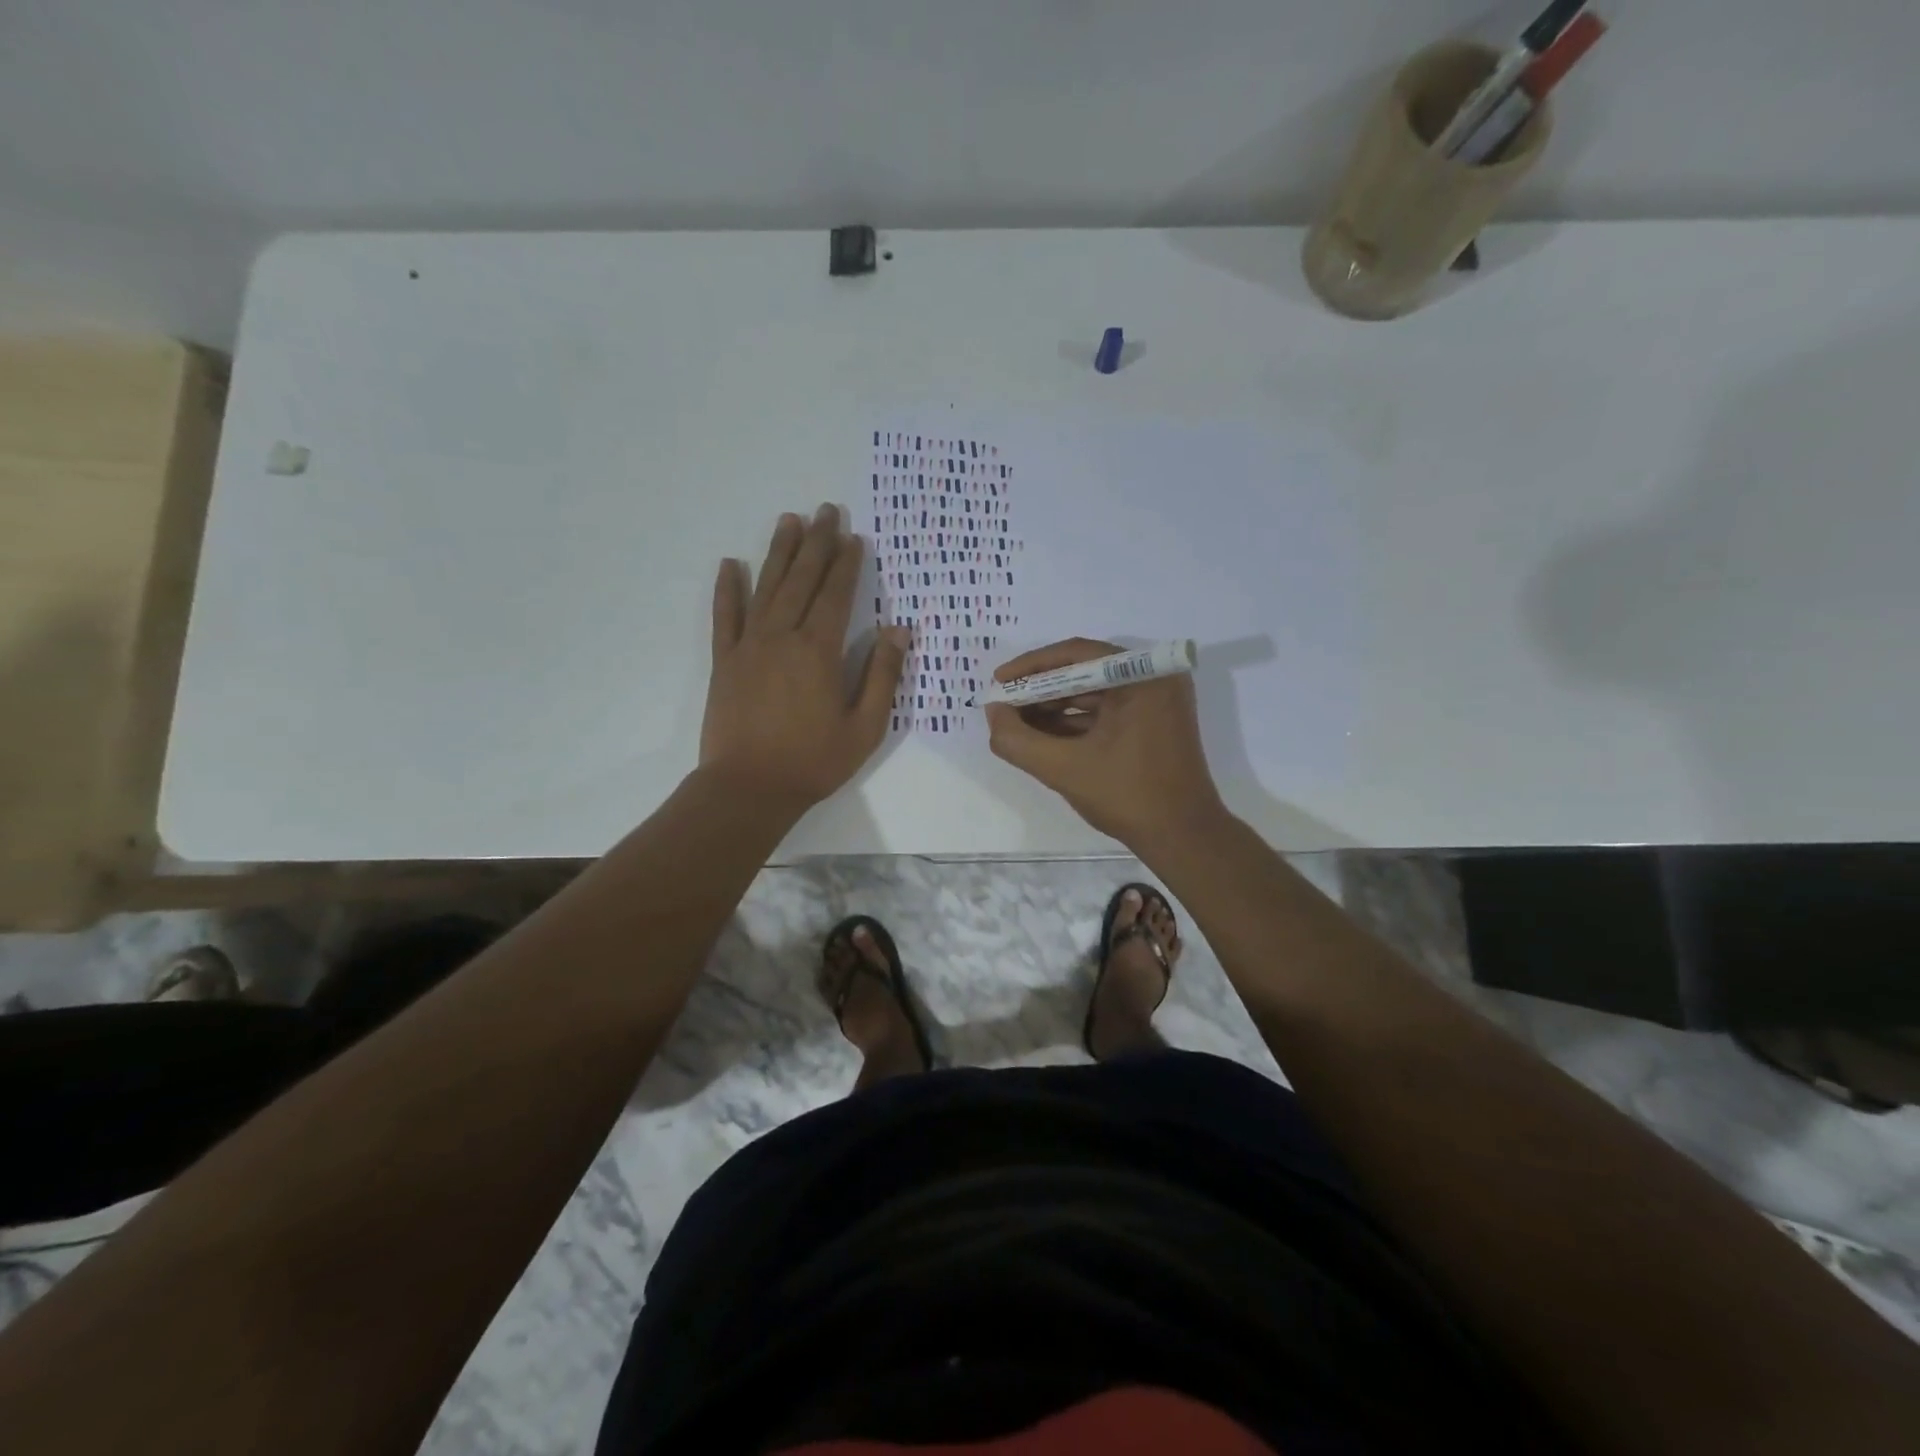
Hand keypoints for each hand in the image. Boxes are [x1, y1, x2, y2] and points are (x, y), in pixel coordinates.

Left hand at [701, 504, 910, 806]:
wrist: (748, 789)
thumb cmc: (813, 762)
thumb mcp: (865, 727)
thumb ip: (882, 676)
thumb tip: (899, 631)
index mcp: (818, 651)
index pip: (835, 595)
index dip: (846, 564)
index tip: (853, 536)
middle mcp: (782, 637)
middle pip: (801, 580)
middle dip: (816, 543)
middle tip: (825, 510)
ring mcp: (748, 646)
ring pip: (766, 588)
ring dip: (779, 553)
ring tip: (789, 521)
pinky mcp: (724, 662)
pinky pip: (724, 616)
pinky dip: (727, 589)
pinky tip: (730, 564)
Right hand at [984, 638, 1225, 846]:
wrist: (1183, 837)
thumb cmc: (1127, 796)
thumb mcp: (1063, 768)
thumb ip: (1018, 740)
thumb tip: (993, 713)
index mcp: (1141, 676)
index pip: (1076, 655)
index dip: (1031, 667)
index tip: (998, 682)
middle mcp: (1153, 678)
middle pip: (1084, 671)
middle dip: (1040, 690)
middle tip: (1003, 705)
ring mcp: (1156, 701)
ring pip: (1093, 693)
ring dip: (1053, 707)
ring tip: (1015, 722)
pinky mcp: (1154, 722)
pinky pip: (1106, 711)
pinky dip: (1074, 722)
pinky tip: (1042, 736)